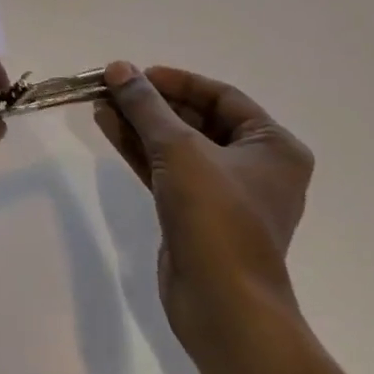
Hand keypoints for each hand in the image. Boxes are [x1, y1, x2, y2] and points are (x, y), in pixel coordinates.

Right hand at [94, 61, 313, 353]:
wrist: (222, 304)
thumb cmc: (216, 217)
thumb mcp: (179, 149)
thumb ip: (146, 105)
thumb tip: (119, 69)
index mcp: (273, 147)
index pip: (221, 96)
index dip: (177, 81)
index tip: (136, 74)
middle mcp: (255, 166)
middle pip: (197, 119)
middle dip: (152, 102)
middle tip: (112, 87)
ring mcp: (225, 194)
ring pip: (177, 145)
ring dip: (139, 124)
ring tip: (100, 102)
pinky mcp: (197, 215)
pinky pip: (167, 170)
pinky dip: (139, 150)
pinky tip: (108, 128)